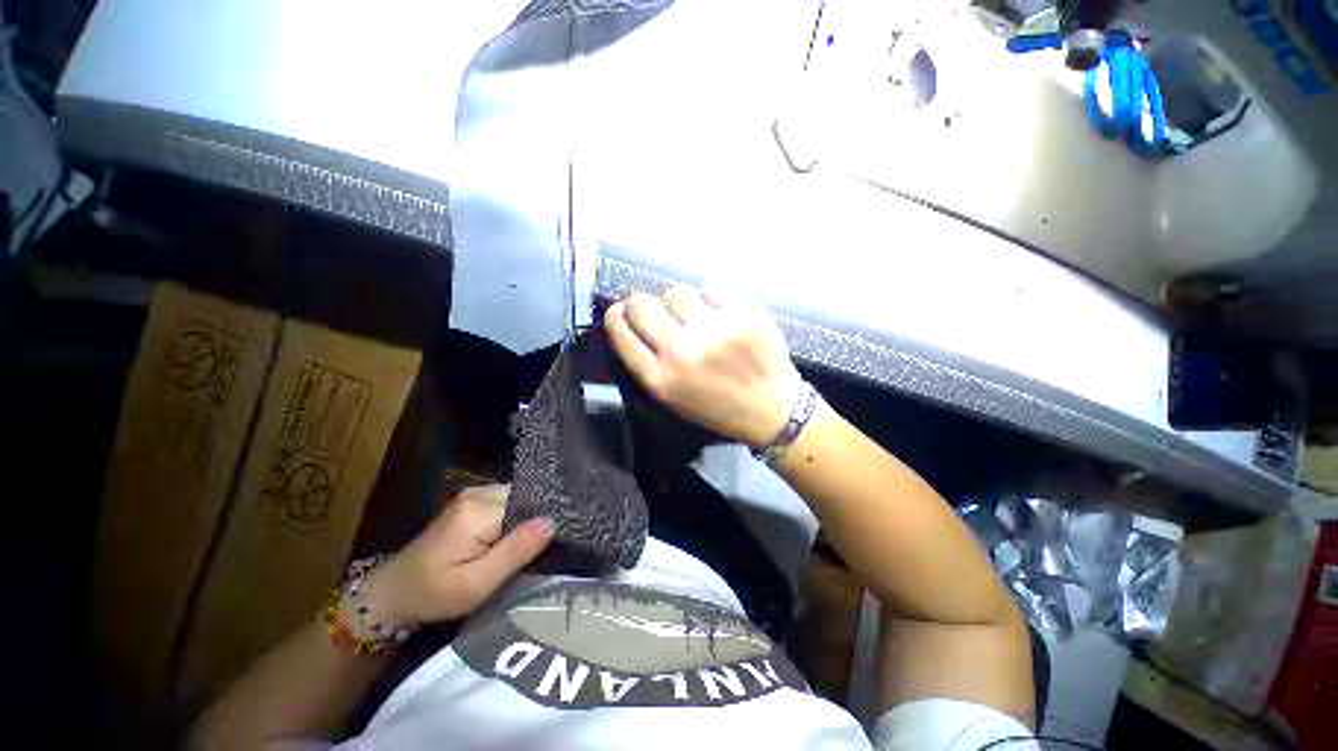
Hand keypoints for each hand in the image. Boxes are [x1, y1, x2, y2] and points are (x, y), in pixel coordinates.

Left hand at [354, 485, 552, 630]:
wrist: (392, 592)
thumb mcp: (476, 584)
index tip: (555, 543)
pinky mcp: (474, 500)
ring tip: (530, 546)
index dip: (544, 522)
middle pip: (526, 498)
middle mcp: (479, 492)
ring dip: (527, 520)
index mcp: (478, 510)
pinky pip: (509, 502)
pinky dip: (517, 519)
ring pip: (520, 499)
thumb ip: (514, 552)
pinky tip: (515, 538)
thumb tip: (552, 522)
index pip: (529, 504)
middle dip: (536, 521)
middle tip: (542, 550)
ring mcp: (475, 493)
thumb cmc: (432, 594)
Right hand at [604, 286, 801, 446]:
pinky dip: (715, 299)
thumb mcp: (674, 397)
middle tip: (660, 311)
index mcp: (661, 379)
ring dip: (683, 303)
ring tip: (698, 317)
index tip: (622, 311)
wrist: (773, 410)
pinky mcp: (743, 314)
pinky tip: (724, 315)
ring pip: (677, 292)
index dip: (617, 315)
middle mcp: (681, 352)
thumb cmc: (719, 407)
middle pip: (642, 304)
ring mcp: (713, 331)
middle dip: (644, 303)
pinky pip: (713, 288)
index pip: (621, 331)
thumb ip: (649, 362)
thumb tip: (633, 319)